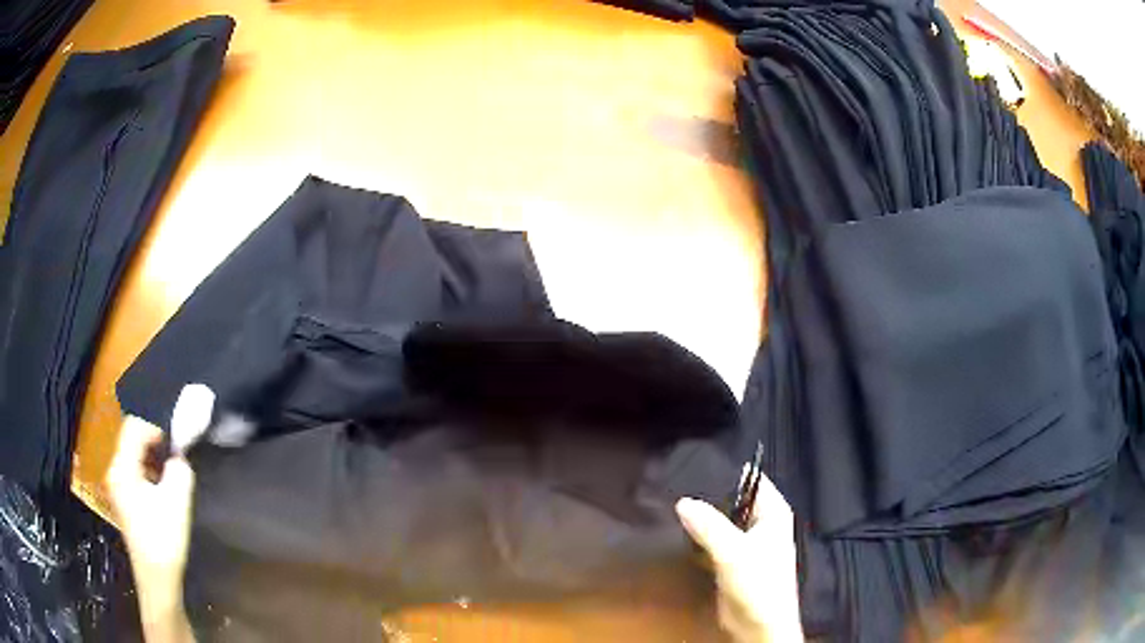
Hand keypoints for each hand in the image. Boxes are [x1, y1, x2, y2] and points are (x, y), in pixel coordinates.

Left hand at [106, 384, 212, 642]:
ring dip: (151, 456)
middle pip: (130, 438)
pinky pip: (133, 469)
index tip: (175, 441)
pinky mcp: (123, 498)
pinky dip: (147, 469)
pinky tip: (161, 488)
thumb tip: (179, 456)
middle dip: (153, 440)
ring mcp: (116, 485)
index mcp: (122, 468)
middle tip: (174, 455)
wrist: (157, 578)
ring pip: (132, 454)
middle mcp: (114, 470)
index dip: (155, 426)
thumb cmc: (164, 539)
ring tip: (170, 472)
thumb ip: (179, 469)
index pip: (133, 426)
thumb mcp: (177, 502)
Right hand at [677, 475, 803, 642]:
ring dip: (704, 517)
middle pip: (735, 500)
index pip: (753, 480)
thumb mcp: (733, 552)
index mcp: (774, 513)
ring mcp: (748, 542)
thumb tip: (682, 501)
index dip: (728, 472)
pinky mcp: (734, 560)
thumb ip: (709, 526)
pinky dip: (701, 535)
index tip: (696, 463)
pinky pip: (715, 539)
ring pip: (723, 520)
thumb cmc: (758, 584)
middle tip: (677, 484)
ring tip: (672, 503)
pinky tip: (680, 530)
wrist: (759, 626)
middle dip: (710, 495)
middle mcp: (763, 523)